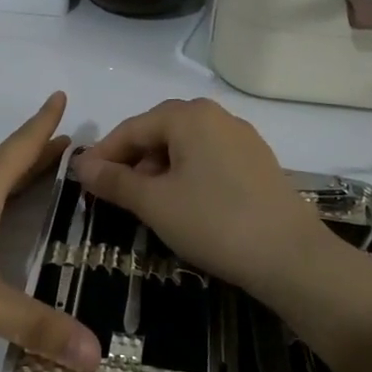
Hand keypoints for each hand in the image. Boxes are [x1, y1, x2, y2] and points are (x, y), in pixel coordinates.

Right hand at [70, 98, 371, 322]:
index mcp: (188, 116)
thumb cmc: (213, 222)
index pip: (132, 128)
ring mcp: (241, 137)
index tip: (82, 180)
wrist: (290, 256)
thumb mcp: (154, 203)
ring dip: (159, 168)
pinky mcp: (257, 161)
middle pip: (159, 131)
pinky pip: (209, 157)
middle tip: (112, 192)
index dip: (104, 154)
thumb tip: (81, 165)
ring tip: (147, 202)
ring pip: (186, 145)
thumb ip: (115, 181)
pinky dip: (186, 174)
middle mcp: (216, 115)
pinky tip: (184, 203)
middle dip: (132, 160)